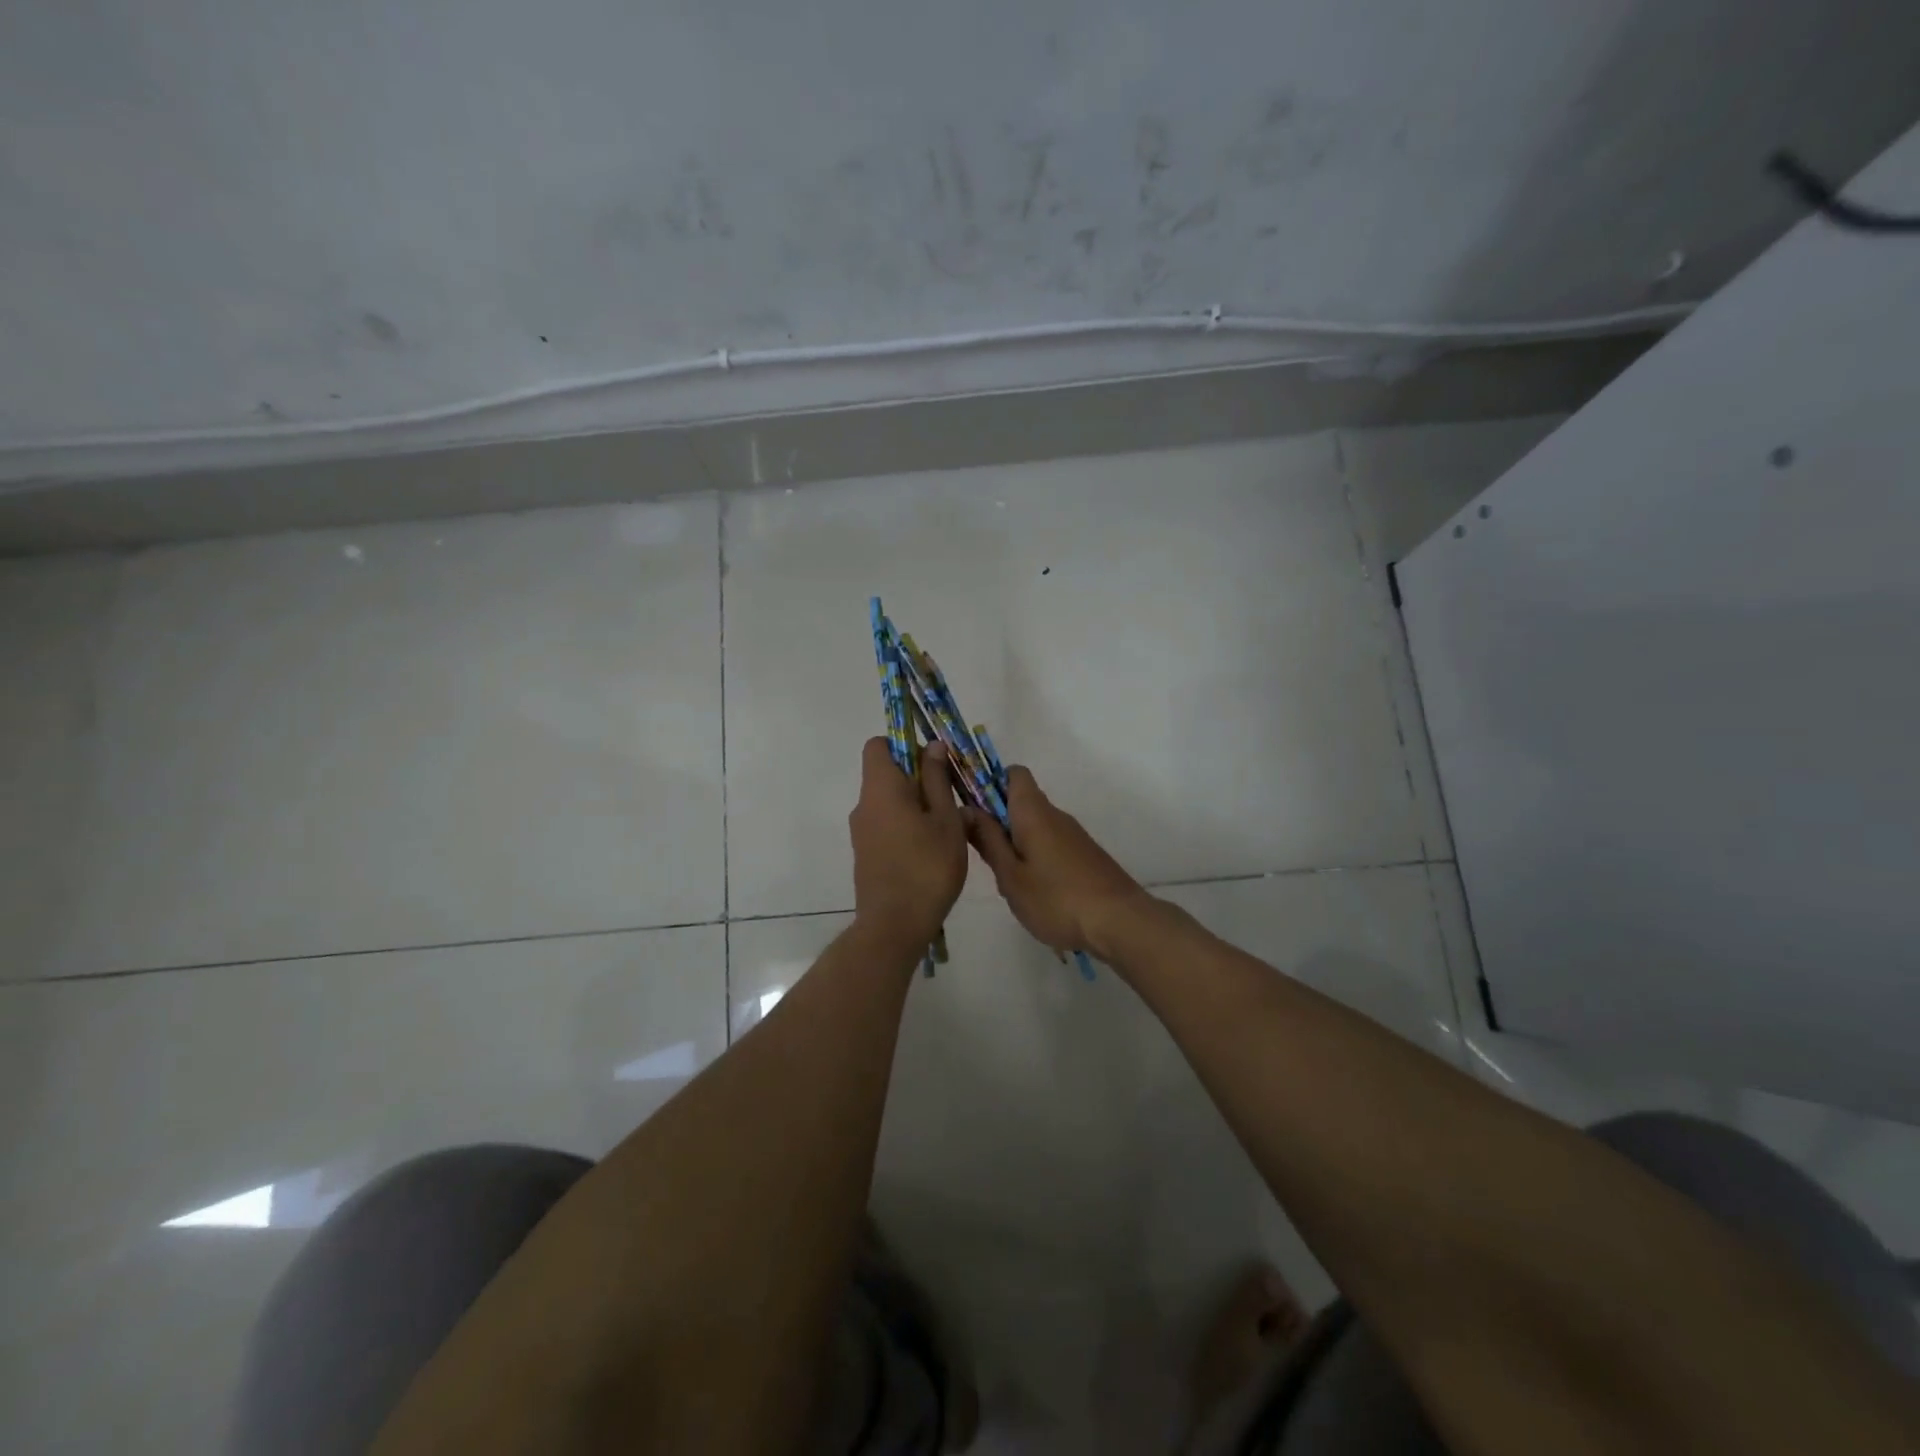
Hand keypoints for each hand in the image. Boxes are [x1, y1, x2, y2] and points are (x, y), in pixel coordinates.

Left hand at [849, 737, 967, 948]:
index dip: (905, 744)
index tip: (933, 761)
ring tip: (948, 827)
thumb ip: (937, 780)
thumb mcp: (945, 820)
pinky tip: (932, 849)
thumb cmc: (927, 867)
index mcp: (881, 788)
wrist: (894, 926)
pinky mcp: (865, 854)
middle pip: (885, 773)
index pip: (878, 745)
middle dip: (918, 777)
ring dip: (915, 805)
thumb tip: (932, 745)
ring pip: (888, 802)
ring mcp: (861, 832)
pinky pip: (886, 825)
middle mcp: (864, 805)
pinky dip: (906, 826)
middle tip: (951, 797)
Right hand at [964, 766, 1151, 958]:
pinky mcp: (1085, 855)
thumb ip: (987, 840)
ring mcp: (1074, 836)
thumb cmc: (1056, 898)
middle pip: (1022, 801)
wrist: (1119, 922)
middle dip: (998, 821)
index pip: (1013, 774)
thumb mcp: (1010, 875)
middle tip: (984, 857)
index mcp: (1034, 812)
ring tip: (1009, 883)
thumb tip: (966, 809)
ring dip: (1016, 844)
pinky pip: (1051, 845)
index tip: (972, 809)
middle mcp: (1056, 815)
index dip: (990, 783)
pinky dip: (1036, 859)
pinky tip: (1035, 893)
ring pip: (1036, 827)